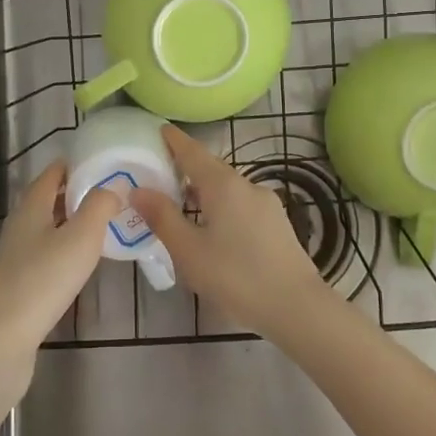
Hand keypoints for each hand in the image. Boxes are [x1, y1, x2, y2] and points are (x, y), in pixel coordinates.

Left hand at [0, 161, 118, 384]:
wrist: (1, 340)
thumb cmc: (43, 280)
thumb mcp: (81, 238)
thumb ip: (100, 206)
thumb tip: (115, 184)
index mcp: (31, 206)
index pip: (53, 173)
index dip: (77, 164)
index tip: (106, 162)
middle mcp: (20, 225)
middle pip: (49, 199)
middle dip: (78, 193)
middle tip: (113, 194)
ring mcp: (16, 256)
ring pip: (48, 228)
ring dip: (73, 222)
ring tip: (105, 225)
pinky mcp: (18, 284)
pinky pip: (46, 254)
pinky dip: (66, 249)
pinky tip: (82, 262)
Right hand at [129, 126, 327, 340]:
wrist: (296, 307)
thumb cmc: (235, 276)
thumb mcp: (188, 250)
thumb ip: (162, 217)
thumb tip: (138, 190)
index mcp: (223, 185)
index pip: (193, 152)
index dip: (174, 140)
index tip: (159, 129)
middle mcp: (247, 185)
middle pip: (212, 167)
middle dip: (187, 165)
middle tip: (162, 169)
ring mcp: (266, 204)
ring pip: (228, 187)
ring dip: (204, 188)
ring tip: (182, 201)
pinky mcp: (277, 223)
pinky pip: (241, 203)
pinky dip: (221, 204)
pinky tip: (213, 226)